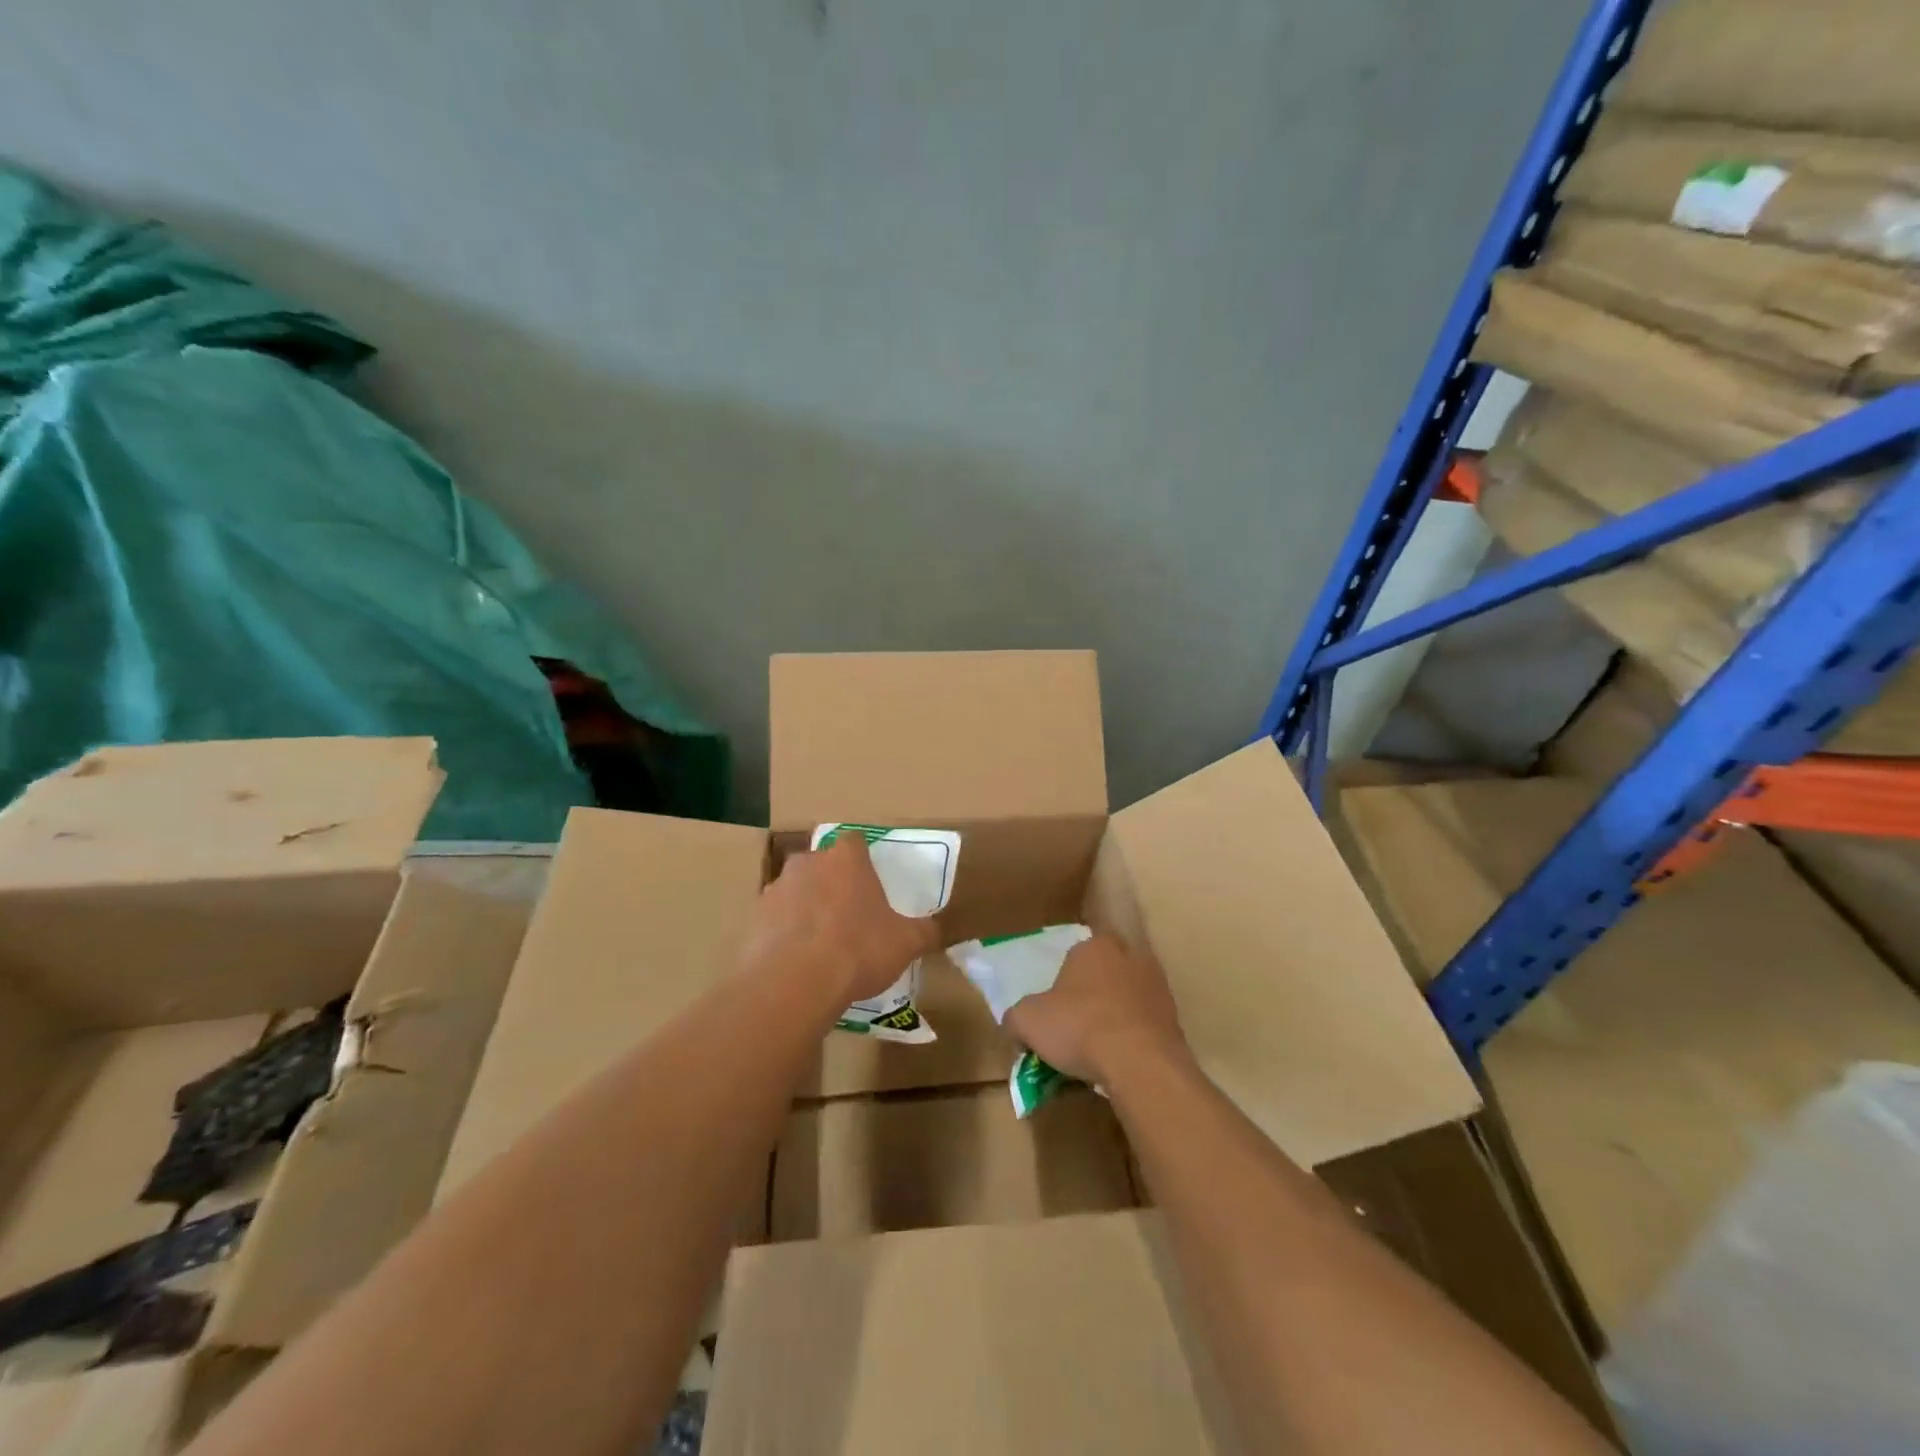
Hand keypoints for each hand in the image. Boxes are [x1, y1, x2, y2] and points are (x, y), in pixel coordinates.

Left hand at [741, 834, 939, 1006]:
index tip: (870, 880)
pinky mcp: (754, 919)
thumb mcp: (905, 943)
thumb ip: (924, 931)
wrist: (793, 983)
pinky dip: (784, 934)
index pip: (854, 841)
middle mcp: (808, 864)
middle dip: (832, 882)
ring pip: (795, 891)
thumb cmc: (858, 950)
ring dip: (806, 907)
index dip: (862, 858)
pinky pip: (775, 920)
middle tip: (847, 914)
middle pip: (821, 864)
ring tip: (821, 943)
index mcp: (846, 859)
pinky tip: (797, 961)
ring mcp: (776, 889)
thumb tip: (936, 928)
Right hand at [1004, 934, 1189, 1084]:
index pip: (1074, 956)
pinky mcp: (1174, 1017)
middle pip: (1102, 974)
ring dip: (1113, 1017)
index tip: (1054, 1011)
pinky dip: (1132, 1038)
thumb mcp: (1027, 1021)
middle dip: (1089, 997)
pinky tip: (1120, 1061)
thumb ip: (1016, 1017)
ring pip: (1125, 999)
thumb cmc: (1079, 1027)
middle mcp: (1129, 955)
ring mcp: (1157, 986)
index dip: (1062, 984)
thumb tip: (1016, 1023)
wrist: (1140, 1063)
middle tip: (1074, 1029)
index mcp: (1094, 946)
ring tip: (1097, 1051)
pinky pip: (1144, 1024)